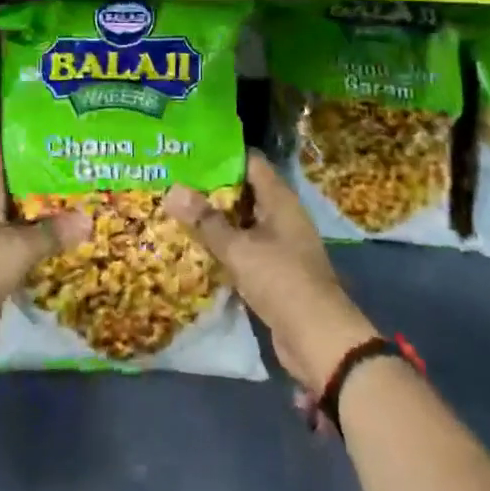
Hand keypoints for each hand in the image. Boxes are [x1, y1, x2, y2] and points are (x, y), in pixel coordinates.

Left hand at [0, 144, 90, 329]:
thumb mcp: (19, 247)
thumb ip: (53, 231)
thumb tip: (88, 218)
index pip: (5, 150)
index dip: (32, 142)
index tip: (61, 138)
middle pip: (15, 182)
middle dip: (45, 178)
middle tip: (80, 171)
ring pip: (16, 212)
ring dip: (42, 210)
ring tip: (78, 201)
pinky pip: (14, 239)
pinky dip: (34, 237)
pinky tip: (61, 237)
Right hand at [163, 152, 378, 394]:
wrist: (318, 339)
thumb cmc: (281, 280)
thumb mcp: (239, 249)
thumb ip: (206, 221)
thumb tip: (172, 189)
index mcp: (280, 199)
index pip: (251, 162)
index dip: (222, 154)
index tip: (190, 152)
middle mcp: (281, 216)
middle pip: (244, 191)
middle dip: (212, 188)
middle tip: (175, 181)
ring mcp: (280, 244)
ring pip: (243, 222)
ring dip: (216, 219)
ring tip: (178, 210)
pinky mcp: (274, 271)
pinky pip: (245, 248)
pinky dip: (224, 245)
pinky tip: (196, 247)